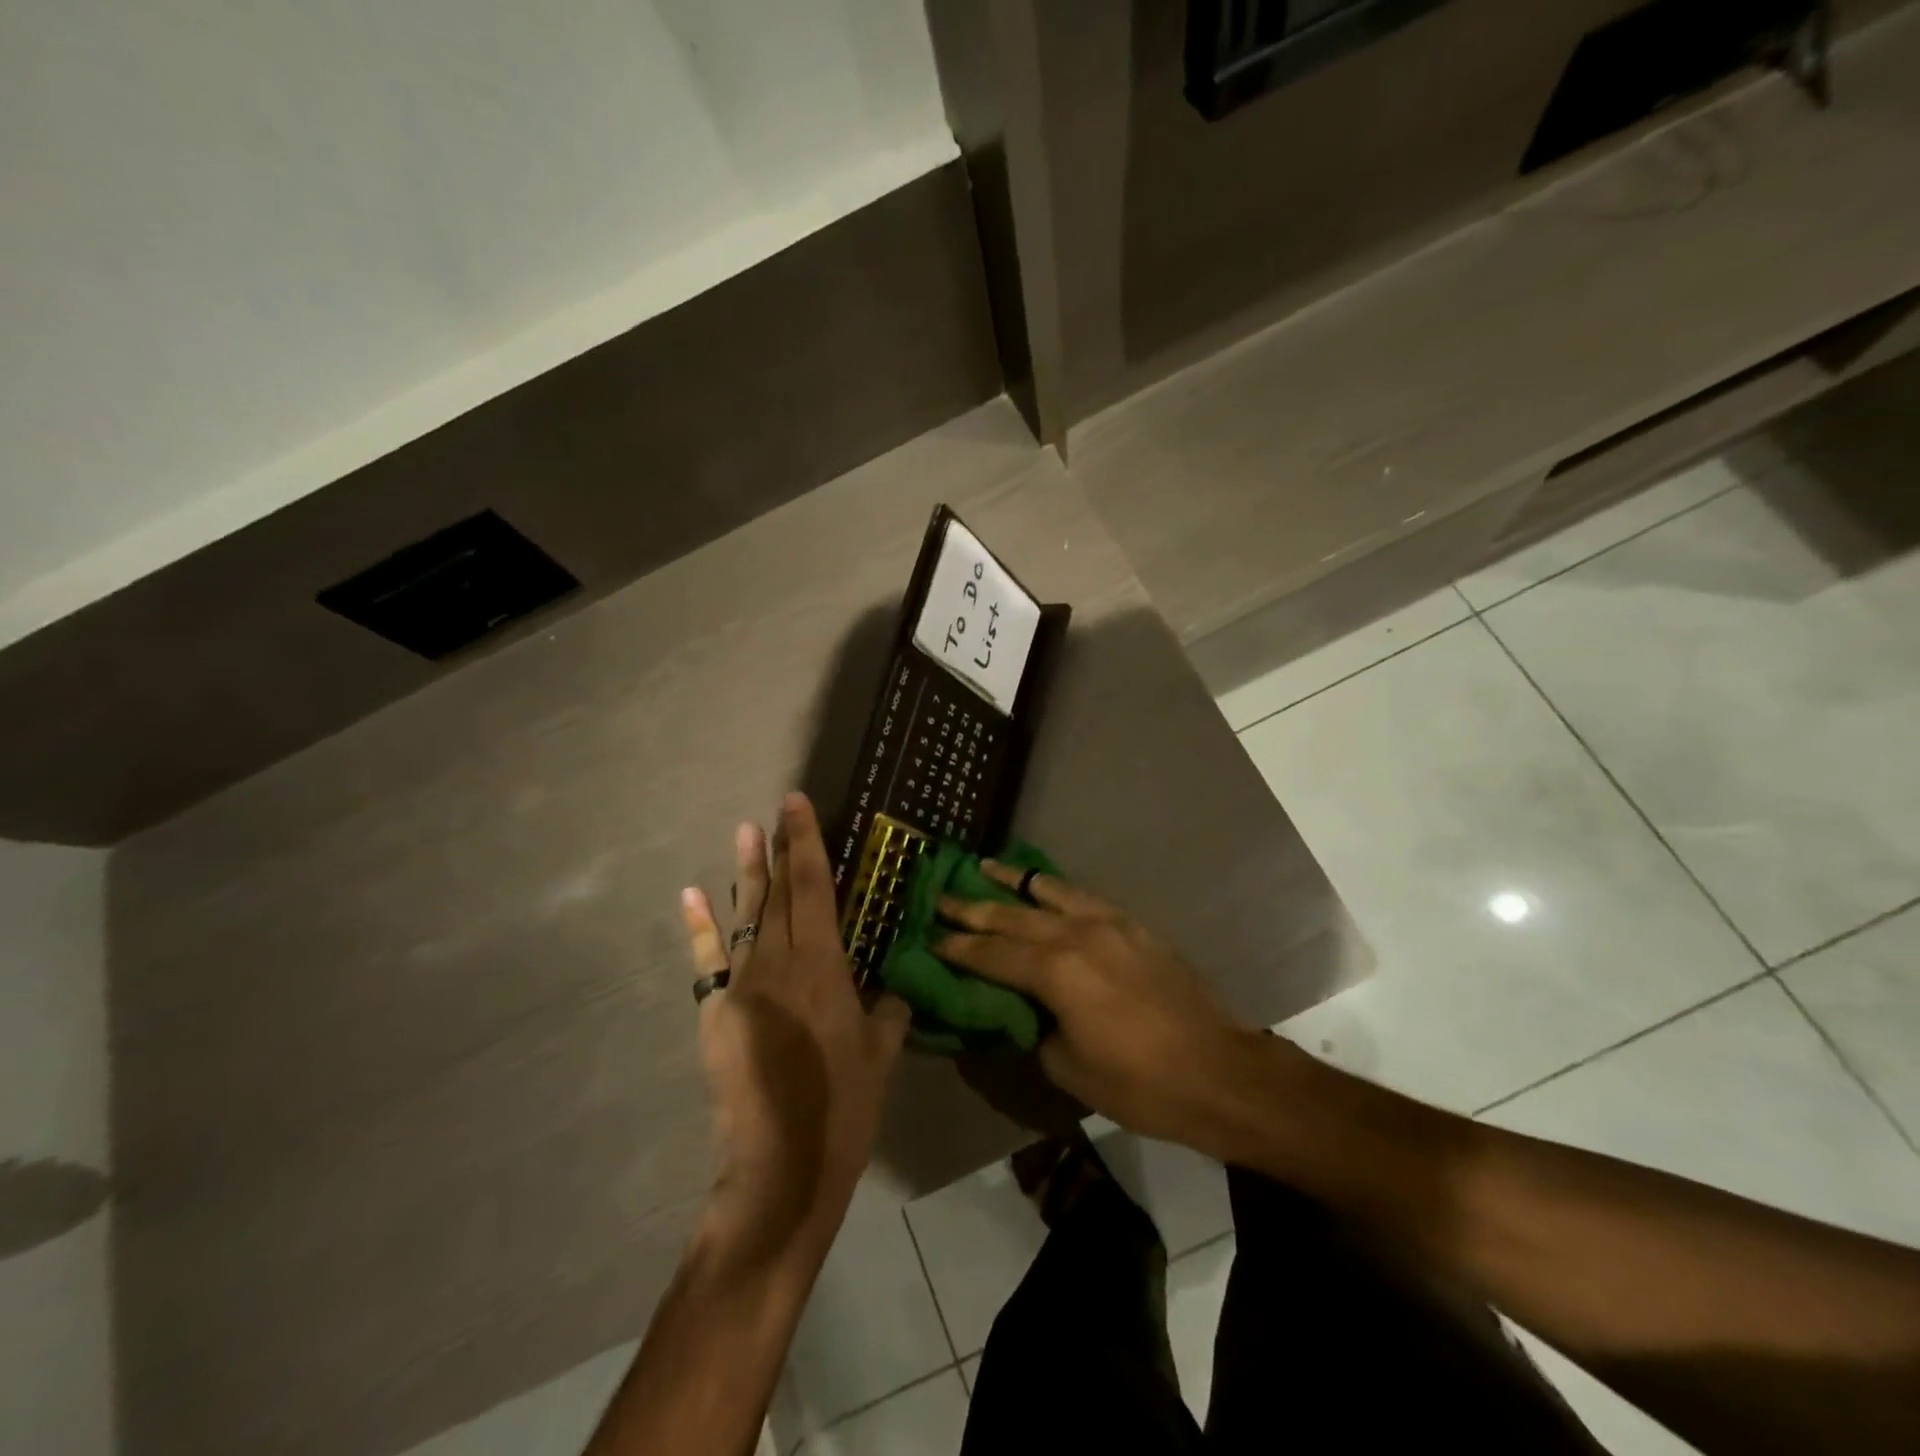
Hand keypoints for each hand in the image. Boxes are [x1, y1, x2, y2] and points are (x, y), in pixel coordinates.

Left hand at [681, 794, 910, 1259]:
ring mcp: (740, 986)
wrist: (780, 1169)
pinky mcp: (714, 1013)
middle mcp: (778, 964)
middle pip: (778, 894)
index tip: (797, 803)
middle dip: (779, 849)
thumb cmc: (844, 1109)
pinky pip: (707, 960)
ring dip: (745, 873)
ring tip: (744, 830)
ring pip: (745, 916)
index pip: (814, 888)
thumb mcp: (882, 1055)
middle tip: (777, 809)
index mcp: (823, 967)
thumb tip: (893, 991)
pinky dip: (700, 925)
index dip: (806, 842)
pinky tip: (693, 893)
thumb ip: (889, 1012)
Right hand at [934, 864, 1271, 1148]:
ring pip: (1048, 893)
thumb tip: (1022, 1010)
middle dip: (973, 908)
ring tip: (984, 866)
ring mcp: (1108, 924)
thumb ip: (1035, 1029)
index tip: (928, 936)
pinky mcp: (1132, 925)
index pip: (992, 954)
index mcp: (1056, 972)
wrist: (1218, 1070)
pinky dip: (1055, 888)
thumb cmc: (1140, 1083)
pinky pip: (1083, 896)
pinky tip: (1043, 886)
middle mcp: (1076, 935)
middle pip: (1012, 916)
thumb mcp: (1069, 1068)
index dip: (957, 947)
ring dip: (1013, 881)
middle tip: (940, 895)